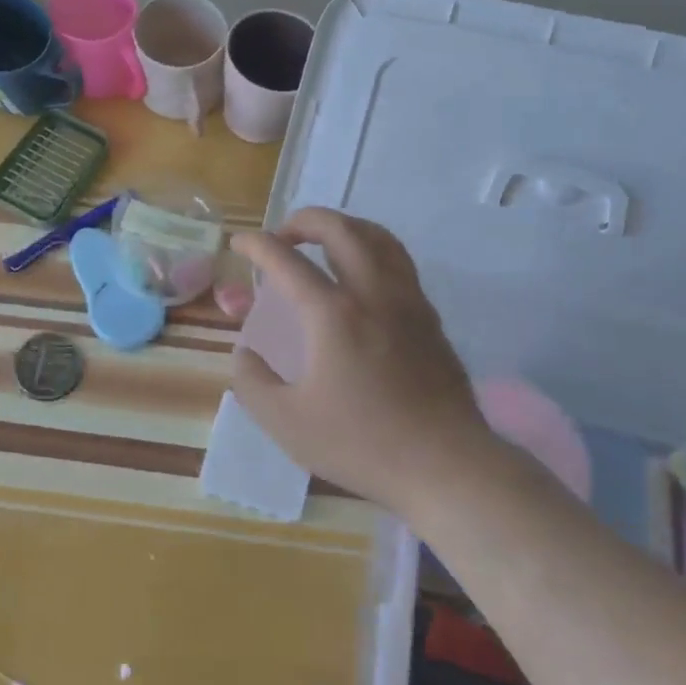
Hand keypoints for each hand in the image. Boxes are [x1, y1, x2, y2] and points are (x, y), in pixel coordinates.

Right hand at [230, 209, 500, 515]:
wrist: (446, 465)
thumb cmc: (361, 444)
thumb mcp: (286, 422)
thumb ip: (252, 381)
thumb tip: (244, 353)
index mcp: (333, 314)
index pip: (287, 260)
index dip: (257, 244)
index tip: (239, 243)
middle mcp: (373, 293)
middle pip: (341, 229)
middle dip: (306, 219)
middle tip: (284, 234)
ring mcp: (408, 302)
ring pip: (379, 238)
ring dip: (345, 227)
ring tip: (325, 241)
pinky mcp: (430, 318)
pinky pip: (399, 262)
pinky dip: (372, 251)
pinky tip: (362, 279)